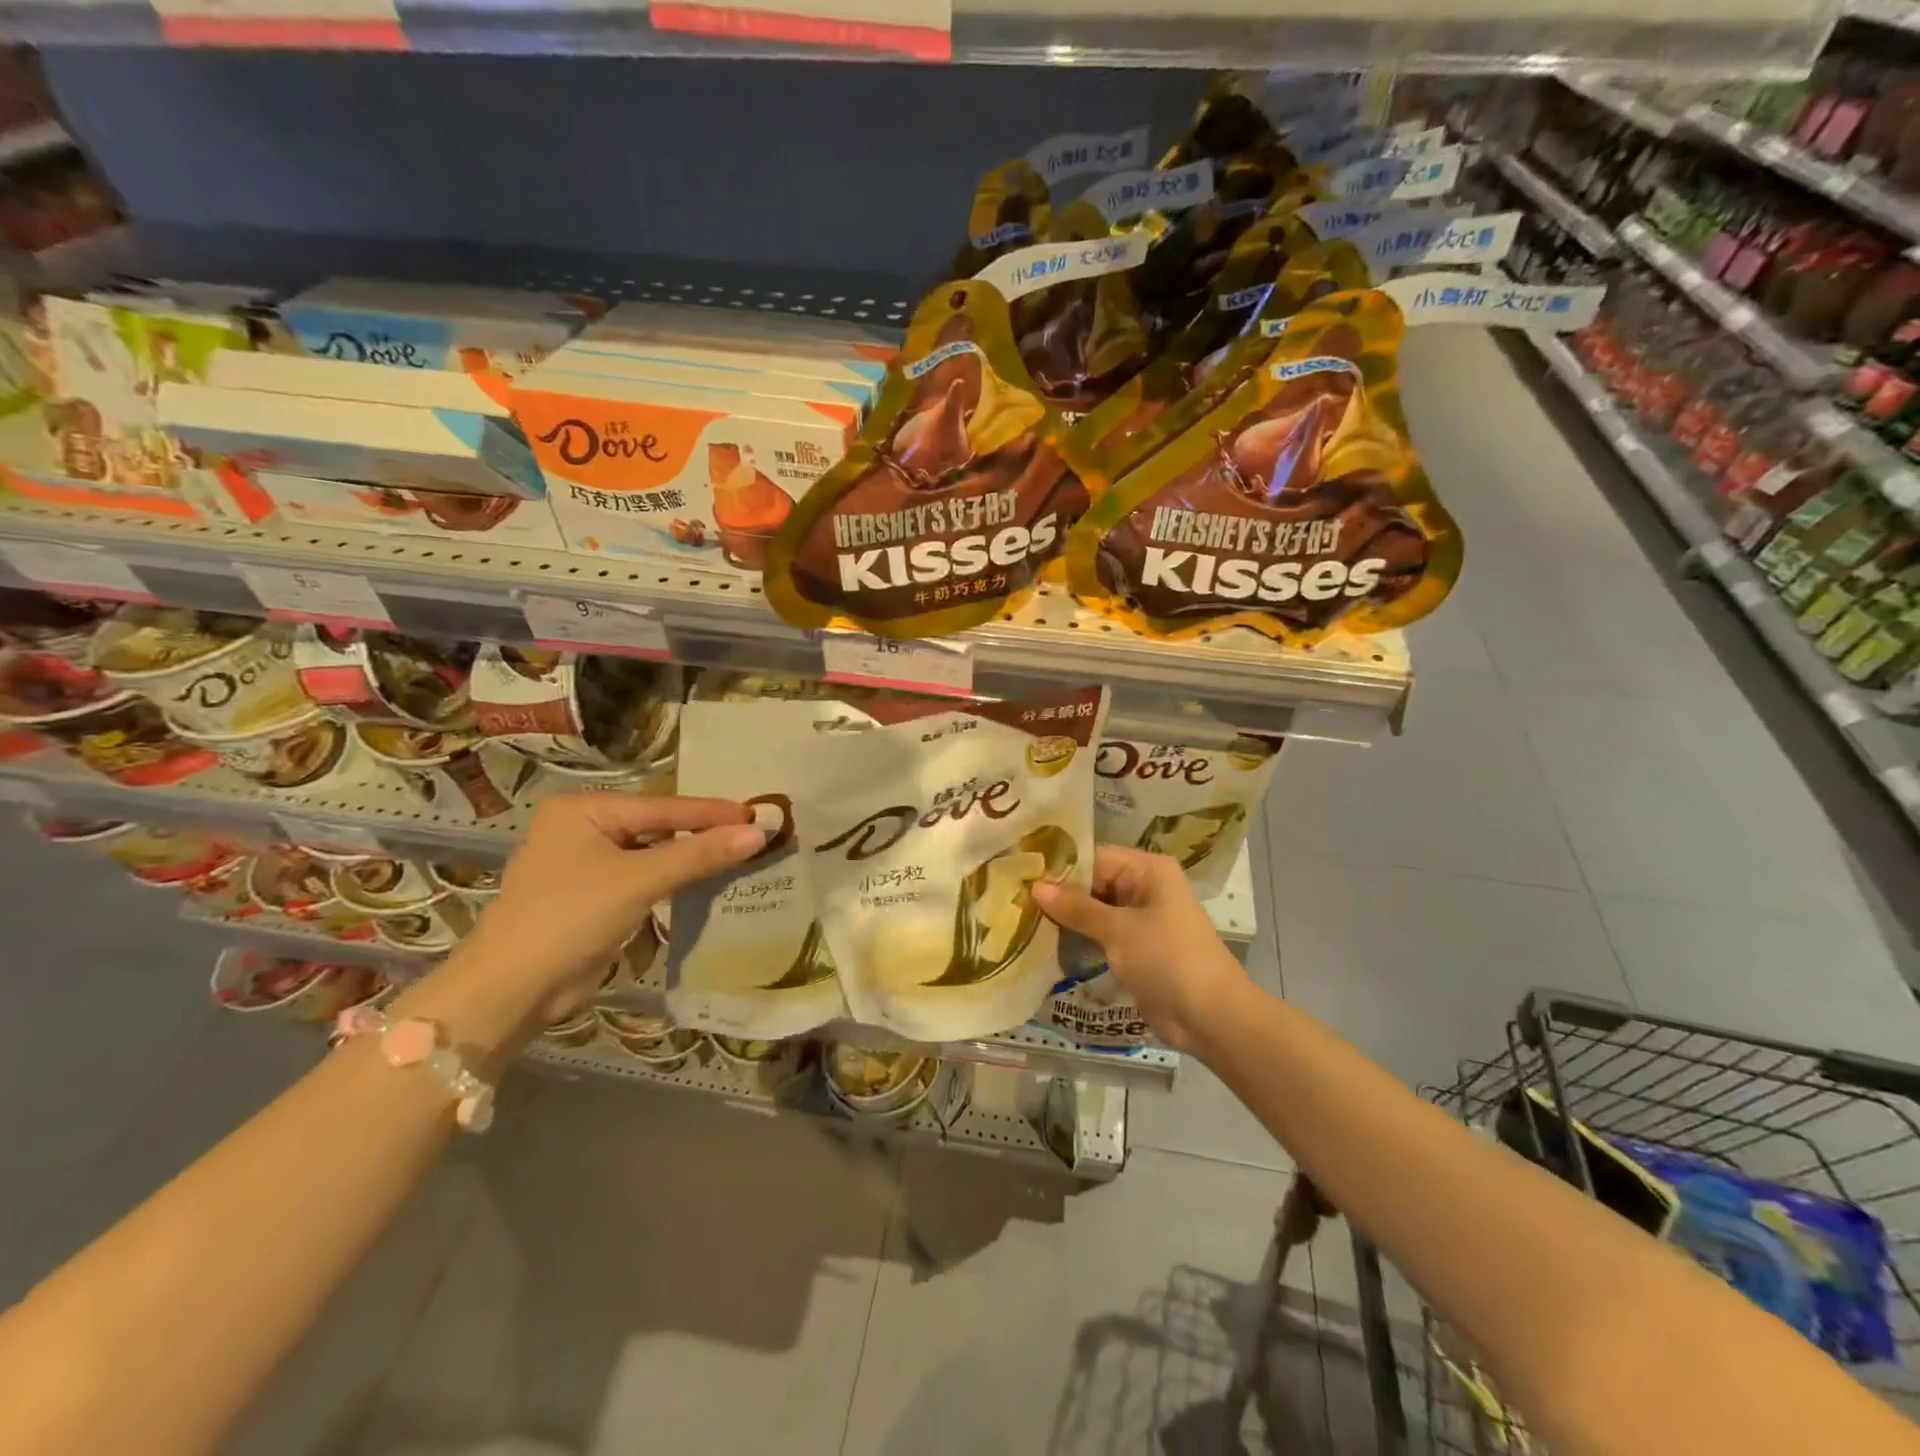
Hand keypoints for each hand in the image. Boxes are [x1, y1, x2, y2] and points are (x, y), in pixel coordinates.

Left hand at [410, 794, 765, 1050]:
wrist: (512, 990)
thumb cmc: (570, 917)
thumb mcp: (639, 880)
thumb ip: (699, 854)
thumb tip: (759, 832)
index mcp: (583, 809)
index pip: (662, 807)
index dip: (712, 812)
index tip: (758, 813)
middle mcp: (583, 828)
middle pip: (658, 827)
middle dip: (704, 834)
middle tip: (754, 832)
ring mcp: (587, 863)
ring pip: (653, 854)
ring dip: (692, 858)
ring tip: (742, 853)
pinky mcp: (594, 896)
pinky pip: (645, 878)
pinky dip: (675, 880)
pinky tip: (708, 880)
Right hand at [1032, 845, 1248, 1052]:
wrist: (1211, 1017)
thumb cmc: (1167, 959)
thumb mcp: (1118, 929)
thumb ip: (1076, 907)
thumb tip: (1036, 887)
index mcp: (1147, 870)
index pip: (1094, 857)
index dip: (1059, 866)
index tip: (1019, 874)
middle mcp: (1144, 887)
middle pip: (1093, 882)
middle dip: (1058, 894)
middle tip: (1012, 898)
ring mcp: (1140, 920)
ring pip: (1094, 910)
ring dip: (1065, 918)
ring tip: (1020, 919)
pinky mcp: (1136, 948)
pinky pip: (1101, 934)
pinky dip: (1079, 938)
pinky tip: (1045, 943)